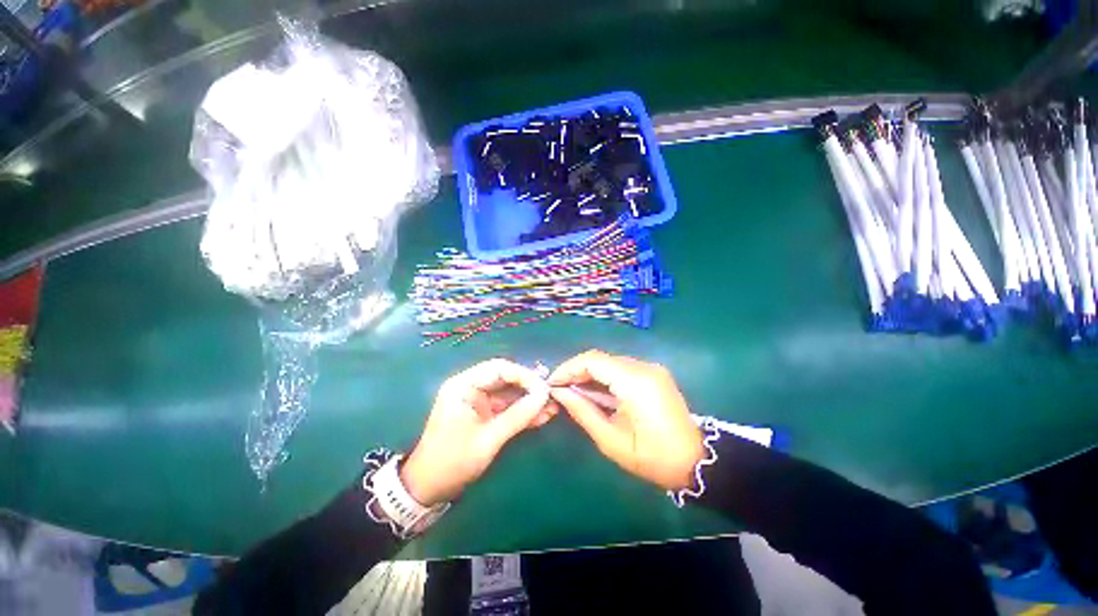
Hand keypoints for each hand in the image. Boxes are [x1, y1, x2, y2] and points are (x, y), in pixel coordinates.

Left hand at [401, 359, 556, 505]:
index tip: (544, 387)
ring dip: (529, 400)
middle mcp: (470, 387)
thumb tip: (544, 396)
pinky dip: (522, 411)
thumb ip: (518, 415)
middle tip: (551, 395)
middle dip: (529, 387)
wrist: (429, 488)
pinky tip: (542, 416)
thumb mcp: (489, 438)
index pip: (499, 368)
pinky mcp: (483, 413)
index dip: (524, 375)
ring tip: (552, 407)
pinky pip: (506, 407)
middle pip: (506, 378)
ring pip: (509, 393)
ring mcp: (478, 400)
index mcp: (464, 385)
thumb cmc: (453, 461)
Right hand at [548, 350, 703, 490]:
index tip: (552, 383)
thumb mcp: (611, 439)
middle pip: (600, 358)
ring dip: (590, 374)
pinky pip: (622, 368)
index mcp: (635, 382)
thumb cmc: (652, 457)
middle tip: (560, 389)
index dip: (568, 368)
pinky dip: (604, 377)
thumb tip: (559, 392)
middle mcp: (644, 367)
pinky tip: (595, 392)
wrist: (696, 461)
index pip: (593, 361)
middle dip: (577, 371)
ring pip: (610, 362)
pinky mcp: (654, 373)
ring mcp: (651, 368)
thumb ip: (582, 411)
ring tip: (573, 392)